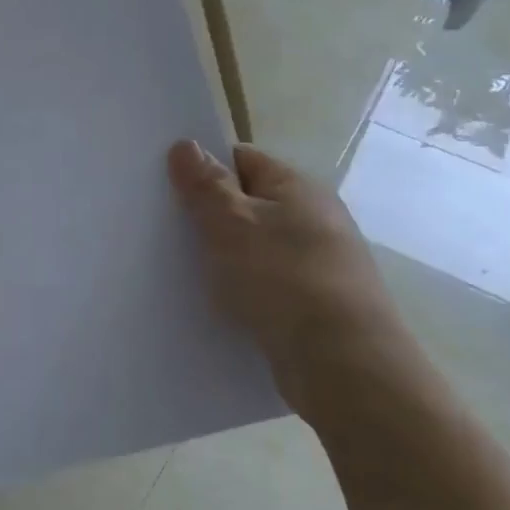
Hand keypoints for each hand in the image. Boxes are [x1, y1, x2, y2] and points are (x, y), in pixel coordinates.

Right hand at [168, 141, 436, 429]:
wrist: (344, 365)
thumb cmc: (283, 279)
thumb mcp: (232, 223)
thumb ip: (205, 185)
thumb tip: (186, 144)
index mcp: (297, 188)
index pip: (242, 159)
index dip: (204, 168)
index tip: (167, 186)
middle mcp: (314, 219)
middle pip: (249, 204)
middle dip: (210, 216)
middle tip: (166, 230)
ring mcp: (319, 264)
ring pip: (257, 249)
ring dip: (225, 258)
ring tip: (183, 271)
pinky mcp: (316, 305)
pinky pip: (268, 286)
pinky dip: (244, 291)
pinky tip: (218, 306)